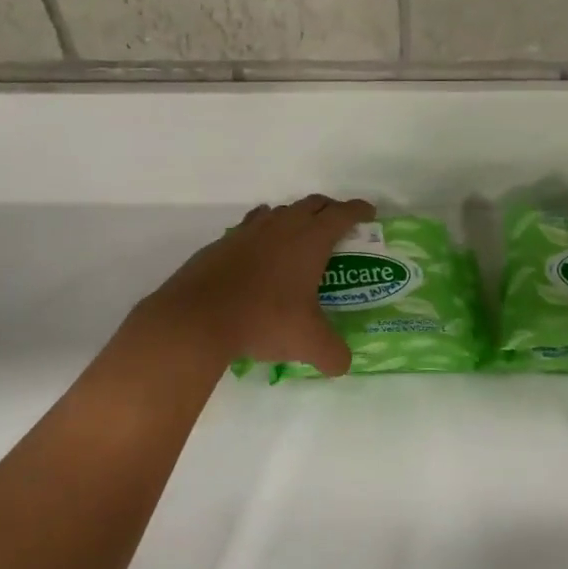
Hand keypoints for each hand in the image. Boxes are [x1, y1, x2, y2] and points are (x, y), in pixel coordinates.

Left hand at [141, 193, 374, 376]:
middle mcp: (282, 226)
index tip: (369, 213)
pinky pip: (251, 226)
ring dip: (295, 217)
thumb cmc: (264, 319)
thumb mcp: (308, 343)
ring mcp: (249, 230)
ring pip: (280, 211)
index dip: (359, 210)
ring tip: (300, 238)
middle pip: (312, 204)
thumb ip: (333, 354)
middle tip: (339, 226)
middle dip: (330, 210)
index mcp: (311, 239)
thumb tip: (342, 365)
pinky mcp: (223, 242)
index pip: (342, 213)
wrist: (198, 317)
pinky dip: (263, 231)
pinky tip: (260, 252)